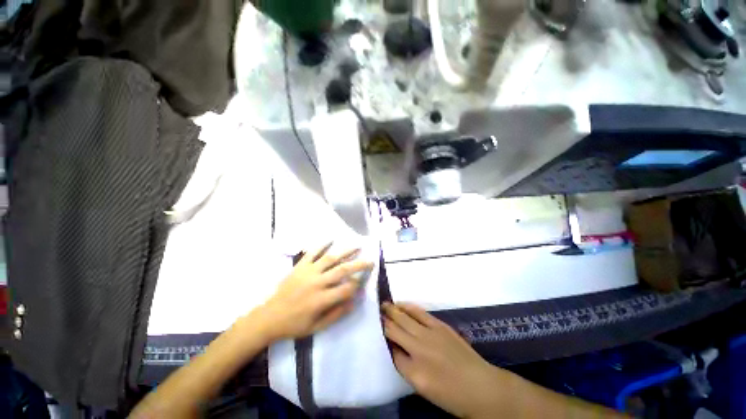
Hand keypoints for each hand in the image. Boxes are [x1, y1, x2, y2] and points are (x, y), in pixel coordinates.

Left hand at [256, 243, 373, 341]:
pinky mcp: (300, 266)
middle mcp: (317, 283)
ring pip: (330, 258)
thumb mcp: (317, 327)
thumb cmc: (294, 325)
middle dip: (359, 265)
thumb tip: (354, 301)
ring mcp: (308, 272)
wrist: (269, 317)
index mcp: (321, 299)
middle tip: (370, 261)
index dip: (358, 285)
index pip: (346, 289)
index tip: (363, 283)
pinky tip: (331, 239)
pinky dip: (322, 245)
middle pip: (342, 270)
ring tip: (357, 246)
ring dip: (345, 251)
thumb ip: (337, 314)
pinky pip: (312, 253)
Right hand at [382, 302, 503, 417]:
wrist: (481, 386)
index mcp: (414, 371)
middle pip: (396, 329)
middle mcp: (419, 349)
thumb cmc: (451, 394)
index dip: (384, 339)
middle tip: (377, 311)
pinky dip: (409, 307)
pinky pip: (420, 312)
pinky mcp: (440, 325)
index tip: (378, 330)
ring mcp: (431, 334)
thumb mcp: (423, 388)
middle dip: (385, 319)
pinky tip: (402, 304)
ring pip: (406, 317)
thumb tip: (395, 348)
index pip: (392, 351)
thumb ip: (406, 367)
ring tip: (385, 304)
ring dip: (394, 310)